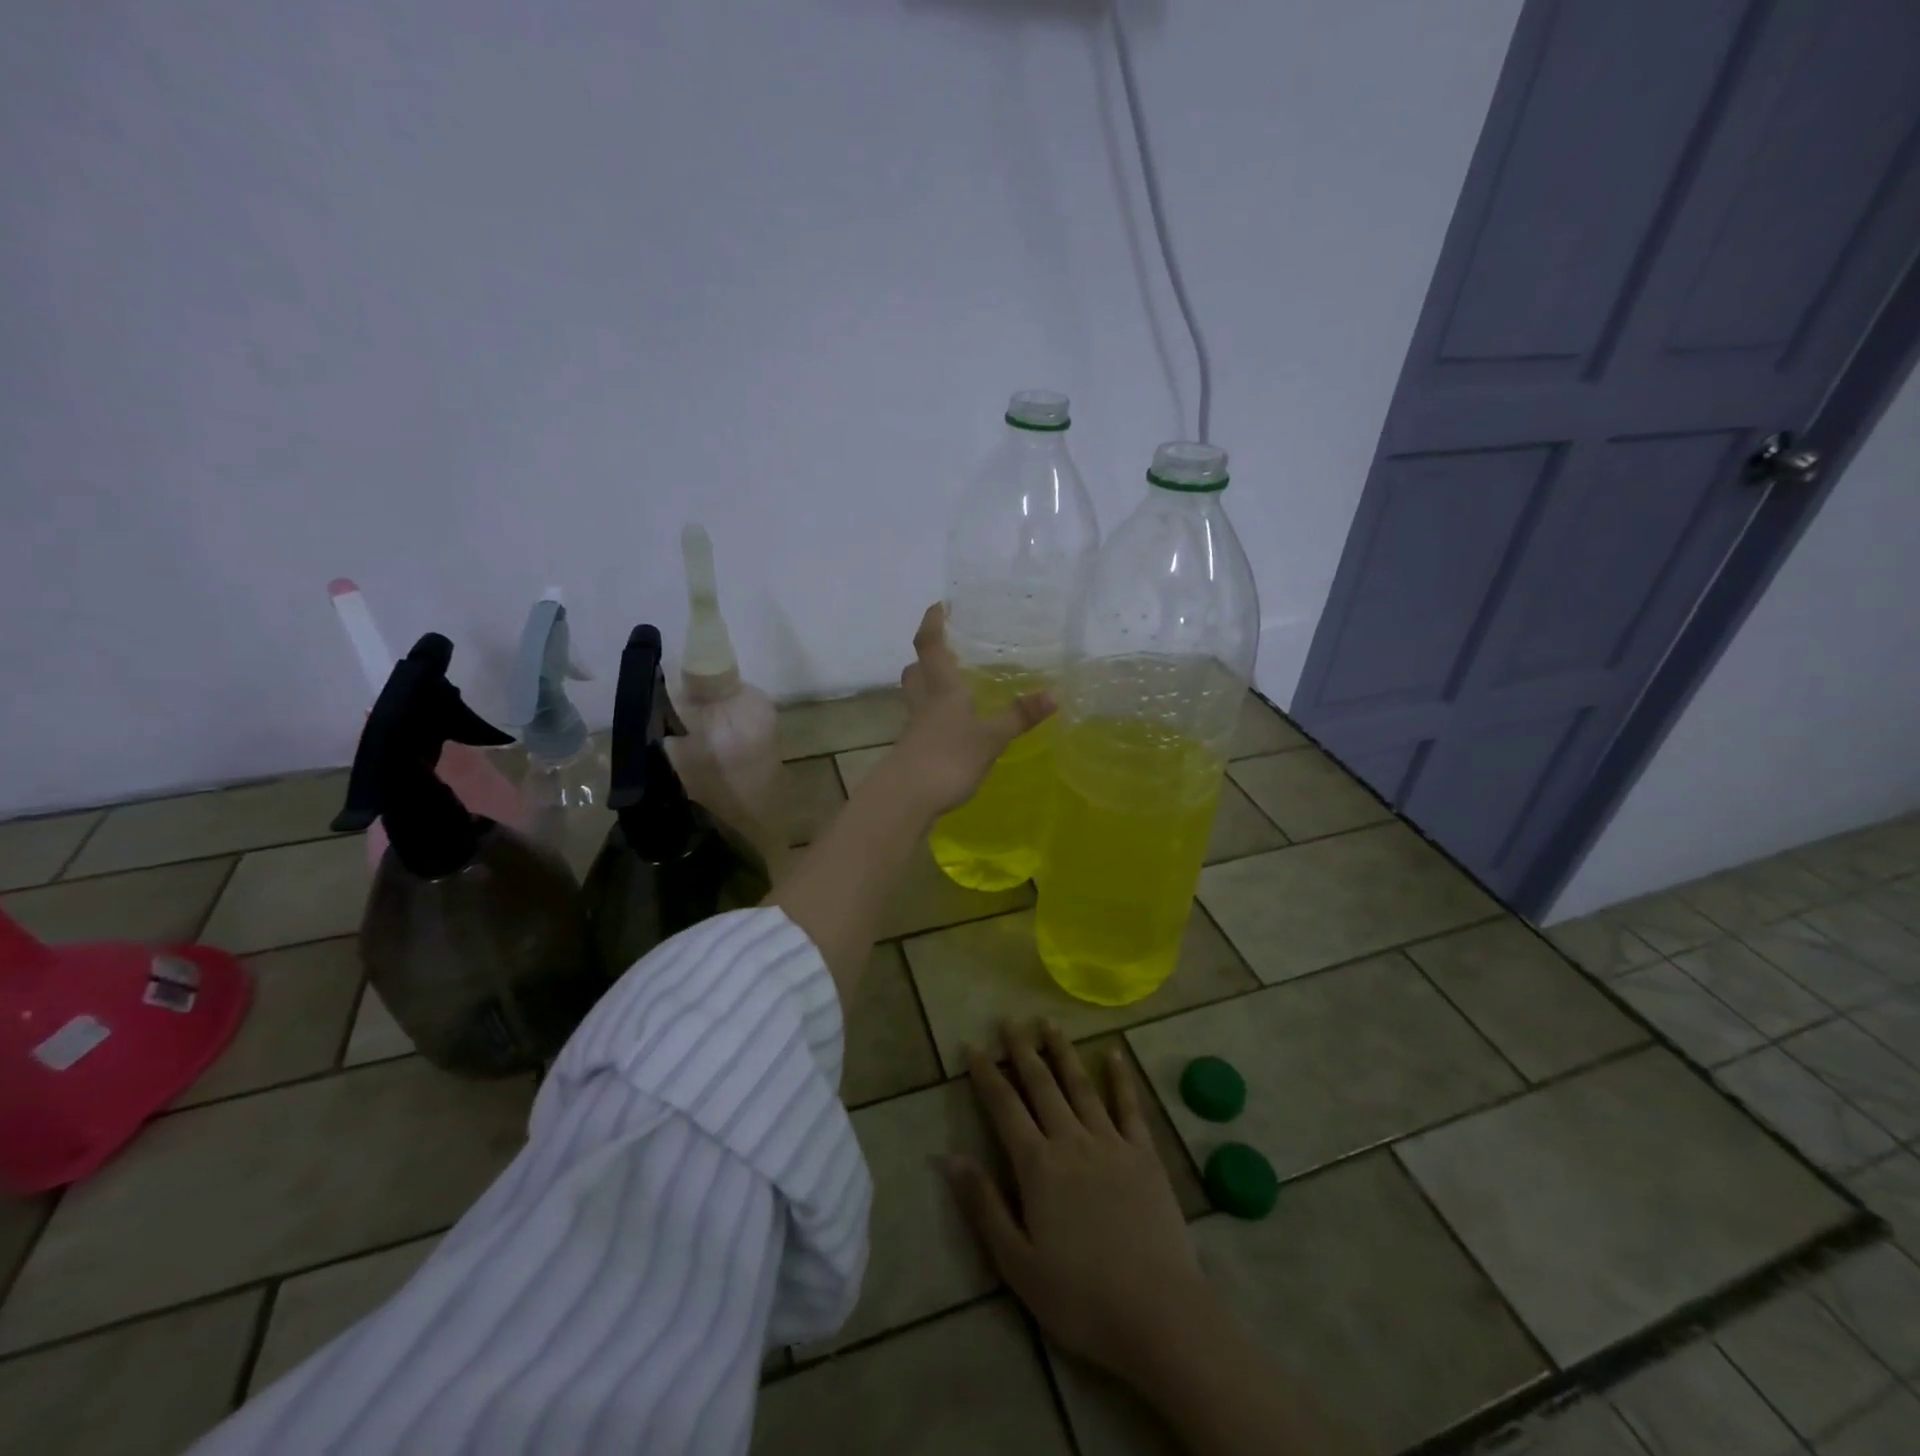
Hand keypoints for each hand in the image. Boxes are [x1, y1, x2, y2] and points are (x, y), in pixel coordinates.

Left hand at [888, 604, 1054, 816]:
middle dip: (927, 656)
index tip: (941, 605)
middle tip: (947, 650)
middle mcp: (924, 702)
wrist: (906, 799)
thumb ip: (1020, 716)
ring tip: (954, 686)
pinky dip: (935, 717)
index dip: (933, 623)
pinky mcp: (914, 751)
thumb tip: (1054, 694)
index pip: (930, 645)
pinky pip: (923, 722)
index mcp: (941, 689)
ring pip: (917, 696)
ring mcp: (915, 728)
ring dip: (929, 685)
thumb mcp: (991, 737)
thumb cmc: (947, 758)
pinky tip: (953, 728)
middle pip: (916, 670)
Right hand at [946, 1019, 1216, 1384]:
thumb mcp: (1017, 1264)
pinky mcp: (1144, 1155)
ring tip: (1049, 1022)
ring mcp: (1111, 1143)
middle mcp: (1072, 1141)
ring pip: (1081, 1085)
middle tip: (1009, 1019)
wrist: (1159, 1314)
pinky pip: (1129, 1106)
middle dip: (1022, 1050)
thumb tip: (949, 1157)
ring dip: (1063, 1051)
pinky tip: (1113, 1053)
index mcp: (1038, 1165)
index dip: (986, 1074)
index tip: (972, 1045)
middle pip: (1042, 1085)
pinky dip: (1119, 1077)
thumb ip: (984, 1206)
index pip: (1005, 1106)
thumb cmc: (1081, 1297)